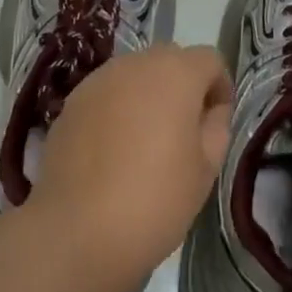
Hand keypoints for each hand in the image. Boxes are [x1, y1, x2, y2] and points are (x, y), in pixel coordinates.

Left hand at [26, 44, 232, 291]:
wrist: (76, 232)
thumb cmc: (154, 200)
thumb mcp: (205, 170)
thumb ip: (215, 128)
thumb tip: (209, 111)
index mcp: (176, 73)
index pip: (209, 59)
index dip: (219, 87)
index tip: (215, 122)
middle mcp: (137, 64)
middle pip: (170, 60)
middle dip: (182, 86)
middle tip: (183, 132)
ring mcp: (99, 80)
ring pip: (135, 75)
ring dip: (147, 96)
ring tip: (144, 142)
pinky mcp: (72, 102)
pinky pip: (106, 94)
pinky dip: (117, 110)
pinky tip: (112, 151)